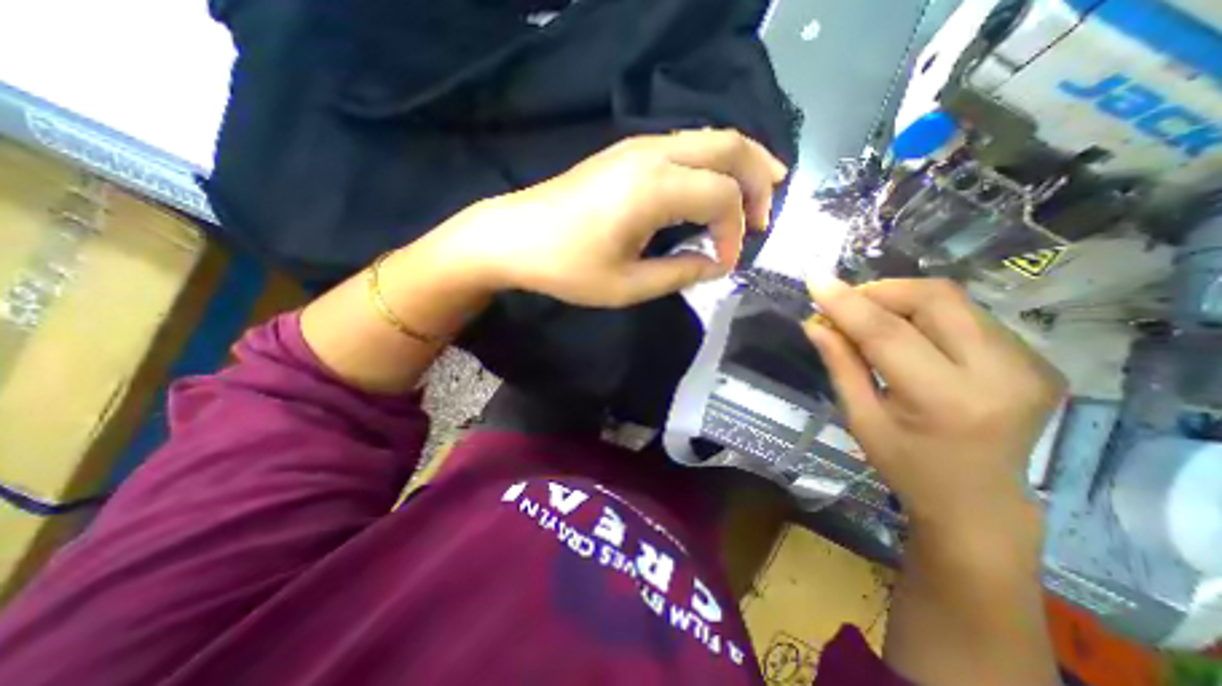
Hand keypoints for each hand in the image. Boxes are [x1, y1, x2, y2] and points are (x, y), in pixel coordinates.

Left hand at [435, 127, 786, 308]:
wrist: (515, 236)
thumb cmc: (568, 267)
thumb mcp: (628, 285)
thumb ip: (681, 274)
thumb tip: (717, 264)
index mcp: (654, 188)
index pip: (722, 198)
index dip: (735, 232)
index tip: (726, 263)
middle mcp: (653, 154)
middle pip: (730, 146)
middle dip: (758, 180)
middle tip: (766, 216)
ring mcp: (639, 147)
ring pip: (710, 138)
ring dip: (741, 165)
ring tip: (758, 195)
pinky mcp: (627, 152)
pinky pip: (687, 146)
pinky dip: (713, 163)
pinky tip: (714, 186)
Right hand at [804, 280, 1060, 535]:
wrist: (979, 501)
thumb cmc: (906, 465)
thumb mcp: (860, 418)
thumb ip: (840, 364)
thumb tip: (815, 323)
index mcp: (946, 401)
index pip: (888, 333)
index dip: (847, 302)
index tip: (815, 279)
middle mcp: (1000, 375)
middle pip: (935, 299)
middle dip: (880, 291)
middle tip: (845, 302)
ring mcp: (1028, 364)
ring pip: (953, 300)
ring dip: (901, 299)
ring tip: (869, 317)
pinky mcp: (1036, 359)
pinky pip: (968, 315)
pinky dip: (925, 313)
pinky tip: (906, 332)